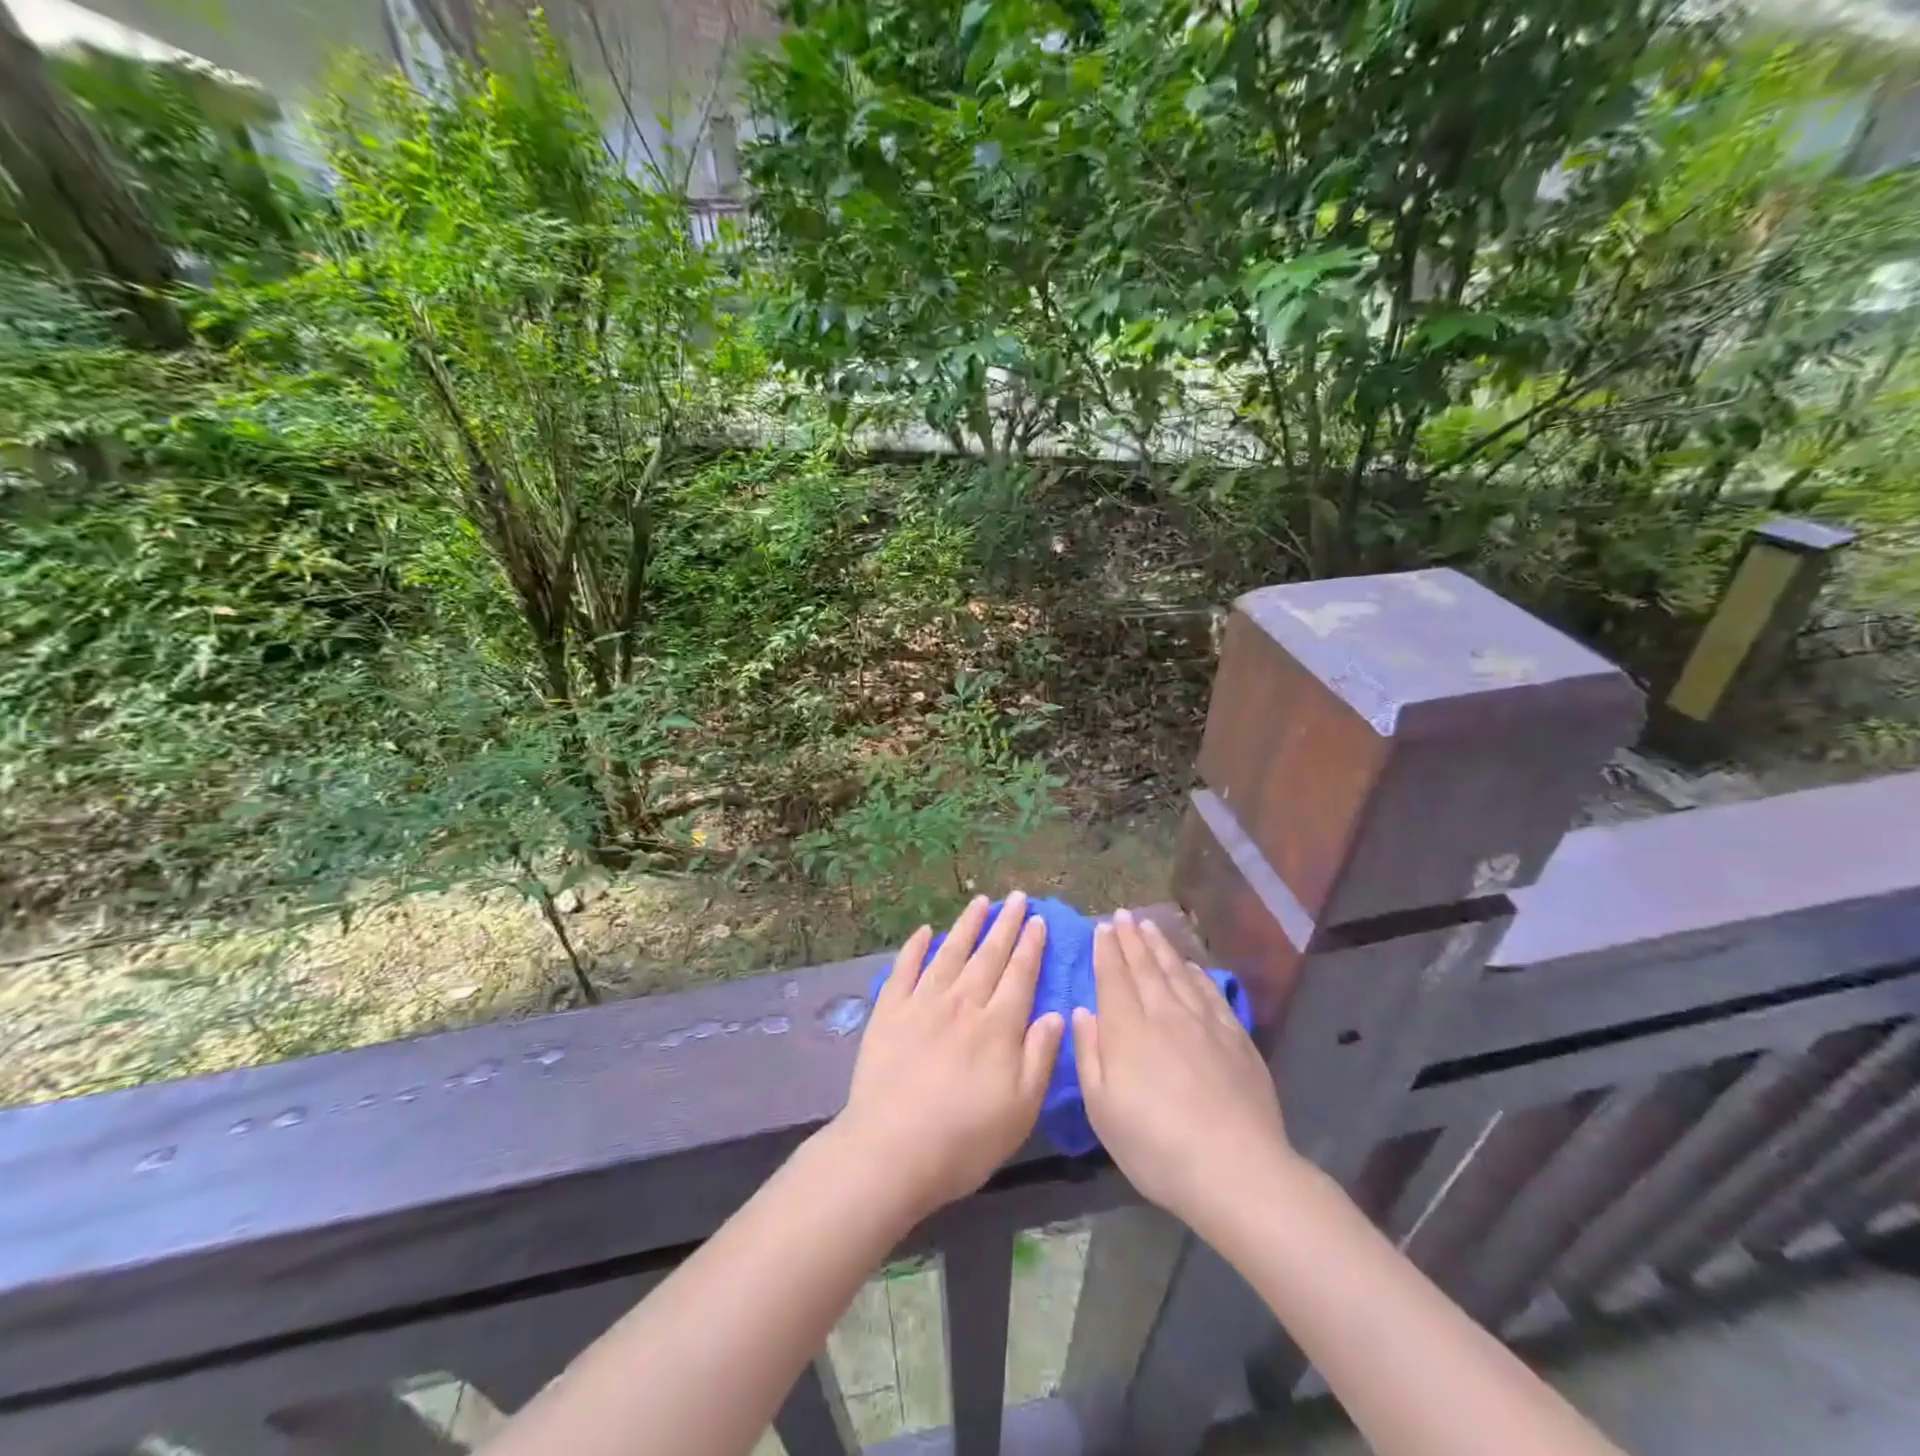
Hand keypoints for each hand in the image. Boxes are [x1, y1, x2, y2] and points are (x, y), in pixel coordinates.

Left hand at [831, 892, 1064, 1223]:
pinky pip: (904, 969)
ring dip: (967, 925)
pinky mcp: (888, 1012)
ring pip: (950, 952)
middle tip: (1017, 897)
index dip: (1030, 946)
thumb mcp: (1020, 1109)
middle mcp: (962, 1003)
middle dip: (1006, 924)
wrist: (891, 1150)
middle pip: (988, 955)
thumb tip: (1054, 1013)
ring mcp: (922, 1003)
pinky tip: (924, 932)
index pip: (1020, 974)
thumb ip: (1039, 1057)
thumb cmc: (964, 1139)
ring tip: (981, 902)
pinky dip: (915, 947)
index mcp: (997, 1026)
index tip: (1039, 920)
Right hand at [1075, 908, 1295, 1231]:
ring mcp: (1204, 1022)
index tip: (1102, 927)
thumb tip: (1083, 1012)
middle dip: (1131, 939)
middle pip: (1145, 967)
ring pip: (1177, 972)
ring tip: (1150, 926)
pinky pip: (1210, 992)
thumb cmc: (1156, 1147)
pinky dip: (1197, 973)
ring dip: (1161, 947)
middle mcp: (1164, 1014)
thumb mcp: (1102, 1110)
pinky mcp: (1235, 1036)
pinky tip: (1191, 966)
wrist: (1236, 1170)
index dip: (1106, 950)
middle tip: (1123, 915)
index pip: (1113, 977)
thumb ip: (1089, 1054)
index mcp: (1127, 1030)